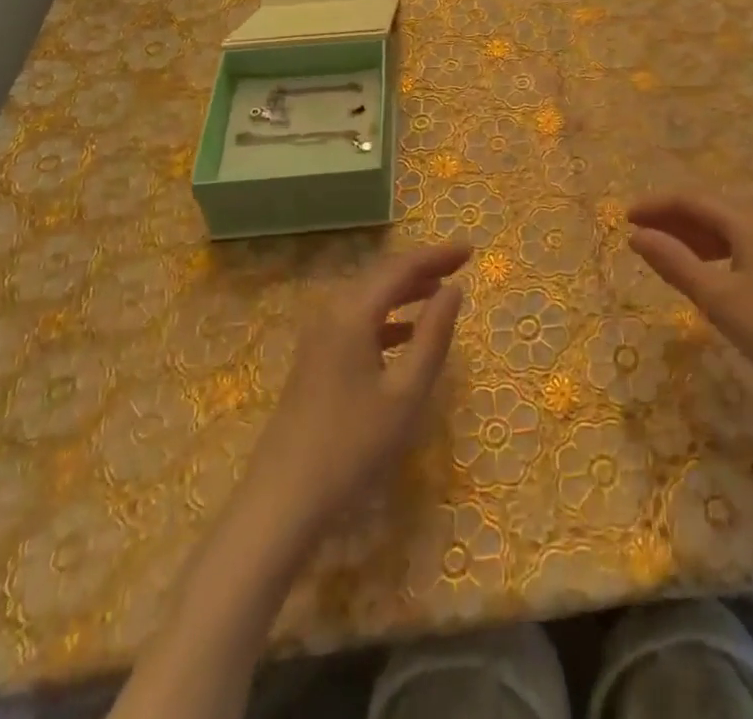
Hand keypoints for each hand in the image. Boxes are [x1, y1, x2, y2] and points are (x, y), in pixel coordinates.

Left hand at [243, 241, 469, 535]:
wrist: (282, 501)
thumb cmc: (353, 445)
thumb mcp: (406, 393)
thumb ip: (433, 335)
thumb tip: (454, 289)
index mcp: (353, 312)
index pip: (401, 267)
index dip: (437, 255)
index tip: (471, 250)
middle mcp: (332, 312)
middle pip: (382, 274)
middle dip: (422, 266)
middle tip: (459, 265)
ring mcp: (319, 336)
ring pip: (368, 296)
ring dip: (404, 290)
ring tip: (439, 292)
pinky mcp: (315, 359)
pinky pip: (357, 319)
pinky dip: (386, 317)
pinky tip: (406, 333)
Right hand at [627, 190, 752, 426]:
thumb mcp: (719, 299)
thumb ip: (675, 263)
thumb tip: (637, 235)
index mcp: (747, 220)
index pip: (691, 197)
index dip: (656, 204)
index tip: (625, 218)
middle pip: (711, 206)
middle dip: (673, 217)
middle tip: (641, 236)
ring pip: (729, 225)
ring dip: (694, 234)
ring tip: (667, 253)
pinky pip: (745, 243)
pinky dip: (717, 249)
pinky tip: (710, 272)